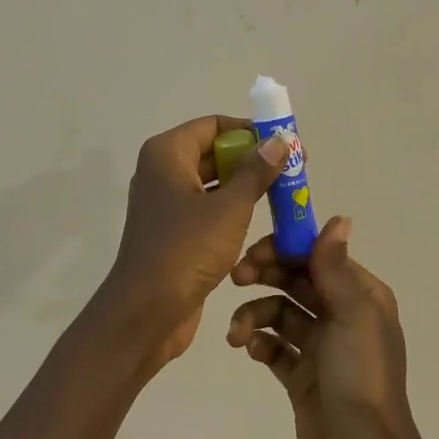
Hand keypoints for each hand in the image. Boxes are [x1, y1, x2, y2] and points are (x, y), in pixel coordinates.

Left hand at [88, 115, 288, 374]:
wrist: (146, 312)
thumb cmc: (186, 250)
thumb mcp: (229, 208)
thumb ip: (256, 171)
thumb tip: (280, 140)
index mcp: (167, 153)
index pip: (214, 125)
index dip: (251, 131)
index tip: (285, 146)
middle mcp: (162, 171)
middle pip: (214, 151)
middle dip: (253, 159)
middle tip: (293, 171)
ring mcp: (165, 202)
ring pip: (213, 181)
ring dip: (246, 186)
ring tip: (285, 194)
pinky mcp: (173, 231)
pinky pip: (207, 207)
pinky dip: (232, 209)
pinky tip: (262, 220)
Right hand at [226, 216, 421, 438]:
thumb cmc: (360, 377)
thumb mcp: (352, 315)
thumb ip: (335, 267)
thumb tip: (339, 218)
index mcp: (360, 295)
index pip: (318, 255)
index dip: (286, 247)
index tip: (254, 249)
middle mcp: (341, 315)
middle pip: (296, 279)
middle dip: (265, 274)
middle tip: (236, 277)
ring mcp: (320, 347)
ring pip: (279, 312)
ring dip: (254, 313)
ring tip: (238, 332)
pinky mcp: (301, 376)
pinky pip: (273, 346)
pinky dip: (258, 342)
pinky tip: (250, 350)